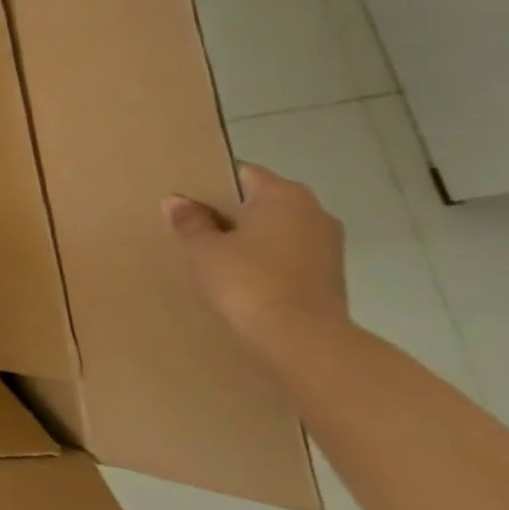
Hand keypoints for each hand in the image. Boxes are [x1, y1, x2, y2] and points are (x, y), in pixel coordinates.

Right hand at [163, 163, 350, 349]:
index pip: (242, 172)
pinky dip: (267, 256)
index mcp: (283, 194)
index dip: (211, 183)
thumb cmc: (248, 280)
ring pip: (278, 226)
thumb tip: (176, 201)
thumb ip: (190, 221)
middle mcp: (314, 210)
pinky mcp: (332, 272)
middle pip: (262, 199)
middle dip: (231, 210)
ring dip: (250, 235)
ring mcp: (329, 242)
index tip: (187, 199)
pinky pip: (290, 251)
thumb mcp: (205, 248)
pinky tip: (242, 274)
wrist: (301, 337)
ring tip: (216, 252)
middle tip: (194, 225)